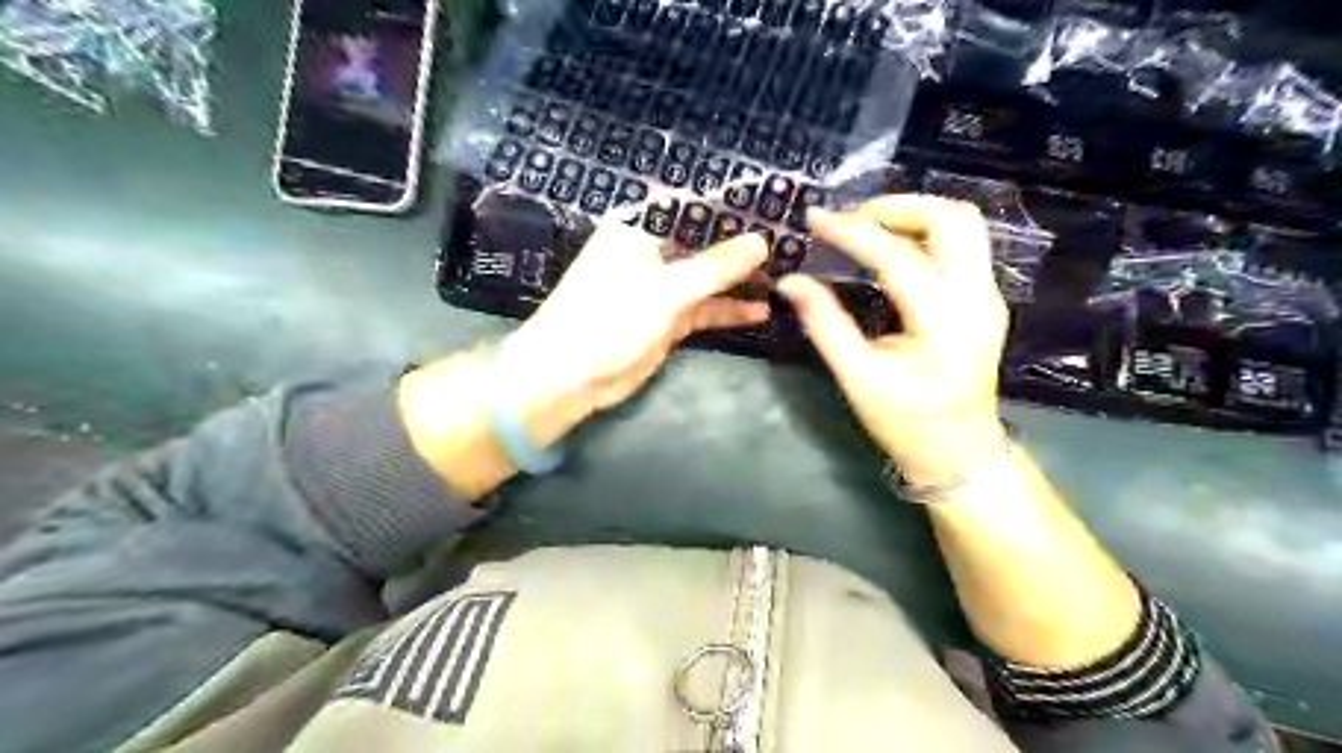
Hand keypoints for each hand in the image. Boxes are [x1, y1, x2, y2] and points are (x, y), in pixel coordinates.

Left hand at [501, 220, 763, 442]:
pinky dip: (729, 310)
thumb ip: (715, 266)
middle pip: (705, 241)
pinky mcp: (668, 318)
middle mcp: (653, 251)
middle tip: (791, 241)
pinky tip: (761, 310)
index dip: (732, 202)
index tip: (775, 202)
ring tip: (785, 275)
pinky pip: (705, 308)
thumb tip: (761, 242)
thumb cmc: (608, 318)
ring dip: (740, 279)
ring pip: (709, 277)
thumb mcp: (666, 290)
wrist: (570, 375)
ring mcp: (661, 287)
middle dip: (743, 243)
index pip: (694, 204)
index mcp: (640, 227)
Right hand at [777, 197, 1005, 485]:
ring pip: (963, 225)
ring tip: (867, 226)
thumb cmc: (905, 422)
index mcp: (945, 321)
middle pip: (952, 219)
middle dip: (898, 207)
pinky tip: (889, 246)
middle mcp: (977, 297)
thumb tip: (791, 281)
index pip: (899, 257)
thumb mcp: (857, 377)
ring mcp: (988, 295)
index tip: (815, 218)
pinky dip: (923, 232)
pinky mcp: (984, 298)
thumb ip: (824, 324)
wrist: (959, 450)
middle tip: (850, 218)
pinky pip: (960, 245)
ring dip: (915, 214)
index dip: (853, 232)